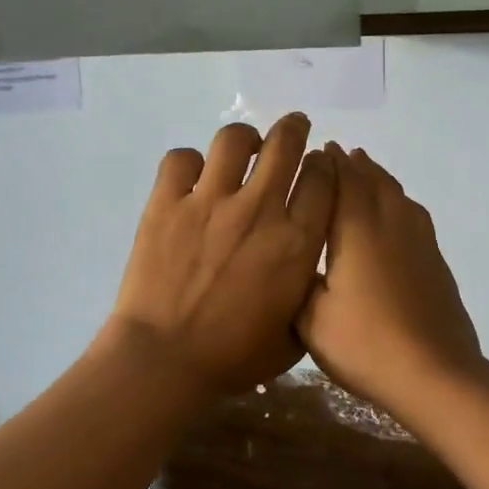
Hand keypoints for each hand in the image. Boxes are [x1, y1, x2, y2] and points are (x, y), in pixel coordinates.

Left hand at [106, 114, 334, 391]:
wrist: (165, 361)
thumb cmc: (233, 358)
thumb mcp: (294, 335)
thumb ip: (306, 293)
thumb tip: (305, 268)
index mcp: (296, 242)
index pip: (322, 179)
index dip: (324, 165)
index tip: (319, 165)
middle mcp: (259, 210)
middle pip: (286, 144)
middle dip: (294, 128)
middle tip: (293, 128)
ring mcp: (209, 201)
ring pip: (233, 140)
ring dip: (244, 139)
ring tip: (243, 149)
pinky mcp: (167, 203)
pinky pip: (181, 159)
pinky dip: (189, 163)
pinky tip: (192, 178)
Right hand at [299, 144, 482, 408]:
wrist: (435, 374)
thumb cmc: (364, 344)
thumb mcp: (310, 318)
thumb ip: (297, 280)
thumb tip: (292, 257)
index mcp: (356, 229)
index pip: (342, 180)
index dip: (329, 163)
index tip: (316, 150)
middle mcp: (390, 223)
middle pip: (372, 180)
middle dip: (353, 164)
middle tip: (336, 153)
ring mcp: (419, 240)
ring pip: (397, 194)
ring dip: (378, 177)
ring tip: (364, 170)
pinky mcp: (435, 260)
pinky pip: (412, 214)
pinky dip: (397, 201)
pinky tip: (394, 213)